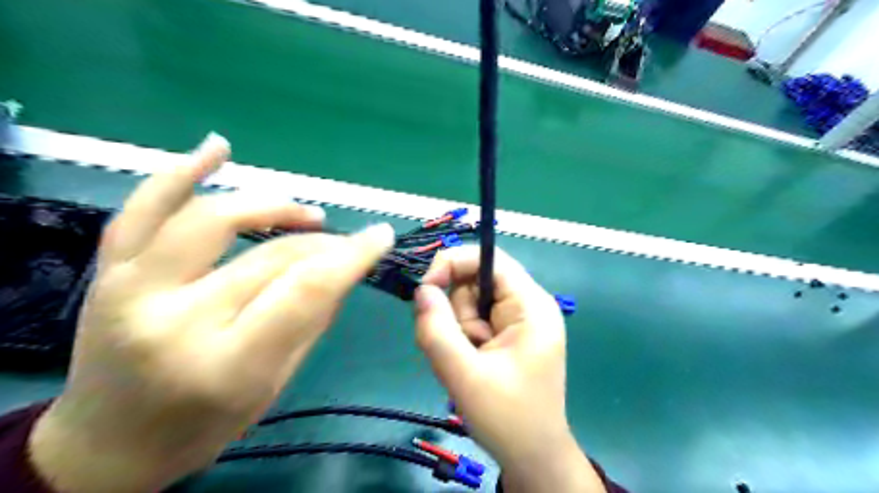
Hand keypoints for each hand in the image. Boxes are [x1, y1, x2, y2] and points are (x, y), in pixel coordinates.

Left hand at [28, 132, 391, 491]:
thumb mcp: (275, 383)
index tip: (381, 236)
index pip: (305, 289)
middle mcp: (176, 320)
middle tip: (346, 243)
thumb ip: (310, 320)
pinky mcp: (108, 272)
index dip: (352, 255)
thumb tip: (341, 268)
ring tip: (305, 213)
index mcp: (227, 363)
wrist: (110, 443)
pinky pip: (144, 207)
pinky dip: (183, 172)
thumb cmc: (204, 424)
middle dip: (322, 244)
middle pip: (271, 256)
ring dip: (272, 206)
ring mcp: (132, 289)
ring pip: (215, 219)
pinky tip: (218, 147)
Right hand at [412, 248, 604, 491]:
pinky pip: (472, 322)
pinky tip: (468, 366)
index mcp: (531, 306)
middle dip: (455, 312)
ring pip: (469, 303)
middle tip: (455, 350)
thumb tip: (421, 290)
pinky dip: (460, 340)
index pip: (488, 259)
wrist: (532, 458)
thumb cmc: (508, 418)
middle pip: (475, 281)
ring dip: (456, 330)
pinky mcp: (507, 335)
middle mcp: (527, 305)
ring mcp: (517, 321)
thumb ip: (437, 330)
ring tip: (465, 365)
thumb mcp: (465, 376)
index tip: (425, 290)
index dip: (453, 264)